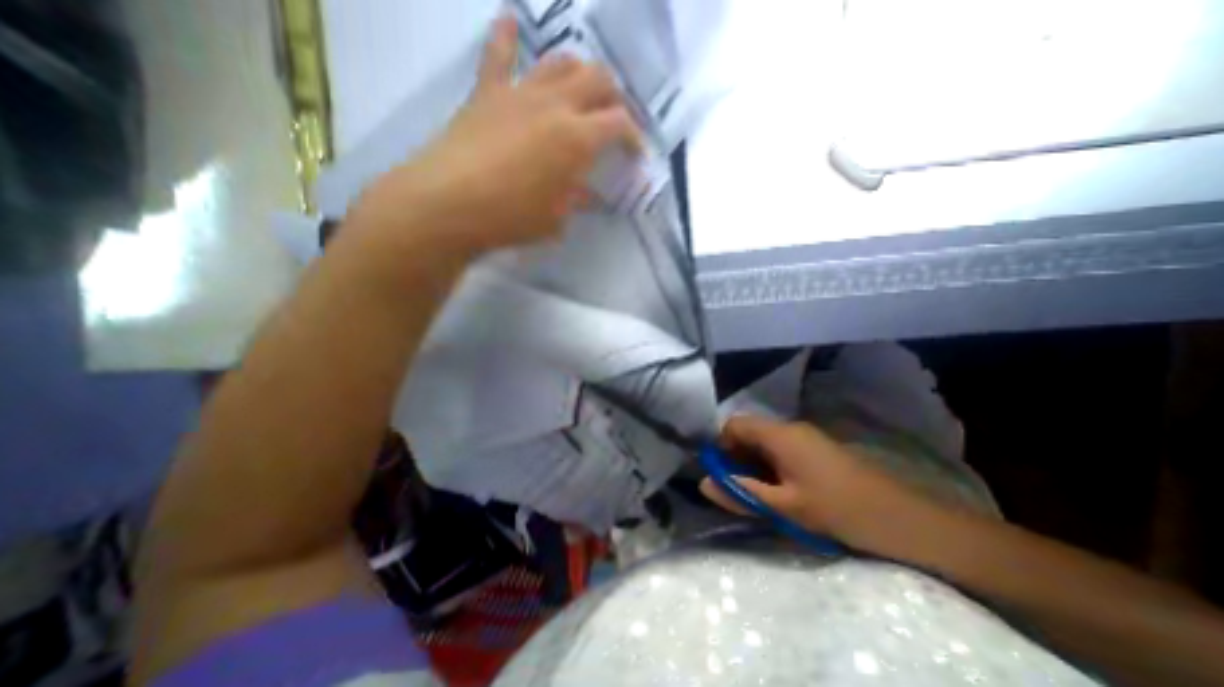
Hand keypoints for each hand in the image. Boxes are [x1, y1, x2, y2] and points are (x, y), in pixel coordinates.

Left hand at [354, 13, 641, 258]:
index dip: (633, 137)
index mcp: (576, 138)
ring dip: (579, 71)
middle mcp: (554, 104)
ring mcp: (519, 92)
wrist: (448, 204)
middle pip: (597, 79)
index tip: (635, 155)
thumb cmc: (511, 217)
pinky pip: (498, 54)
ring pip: (560, 61)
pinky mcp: (487, 92)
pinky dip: (507, 35)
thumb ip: (577, 200)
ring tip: (582, 89)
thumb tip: (590, 196)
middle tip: (613, 119)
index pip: (619, 124)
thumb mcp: (555, 218)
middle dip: (613, 97)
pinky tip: (511, 21)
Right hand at [698, 414, 929, 546]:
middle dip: (735, 456)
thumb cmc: (838, 510)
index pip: (734, 425)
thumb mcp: (784, 507)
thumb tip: (703, 484)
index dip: (720, 446)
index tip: (719, 473)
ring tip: (757, 492)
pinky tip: (780, 489)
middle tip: (736, 487)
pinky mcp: (817, 448)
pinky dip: (770, 464)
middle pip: (749, 431)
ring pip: (764, 440)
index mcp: (779, 435)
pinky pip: (781, 448)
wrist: (904, 520)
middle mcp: (790, 427)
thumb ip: (740, 492)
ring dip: (753, 462)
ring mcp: (806, 436)